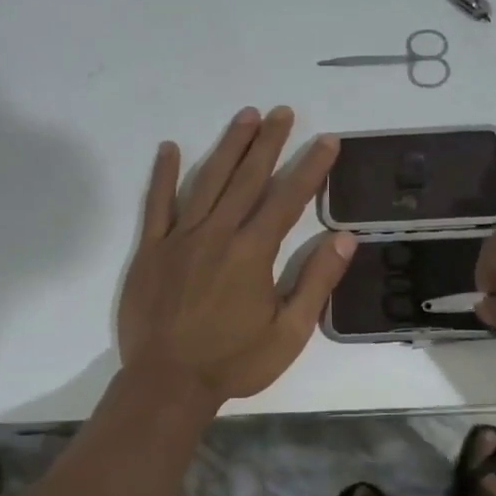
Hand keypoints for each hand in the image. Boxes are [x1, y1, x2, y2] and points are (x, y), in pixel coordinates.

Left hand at [119, 107, 354, 407]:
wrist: (167, 384)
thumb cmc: (234, 362)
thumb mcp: (289, 333)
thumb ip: (316, 282)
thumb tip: (344, 238)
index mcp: (253, 253)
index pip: (287, 199)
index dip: (309, 167)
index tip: (326, 140)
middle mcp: (218, 234)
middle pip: (247, 179)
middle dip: (268, 143)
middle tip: (283, 111)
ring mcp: (180, 238)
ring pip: (207, 182)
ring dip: (228, 147)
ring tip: (246, 116)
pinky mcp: (151, 250)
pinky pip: (157, 205)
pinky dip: (163, 175)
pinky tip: (170, 148)